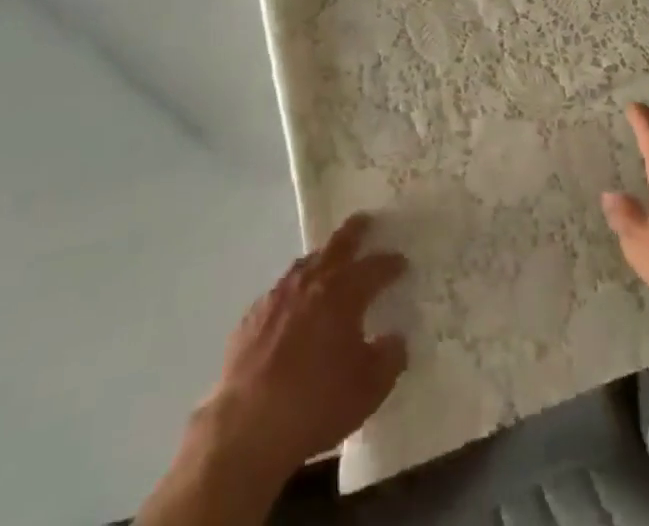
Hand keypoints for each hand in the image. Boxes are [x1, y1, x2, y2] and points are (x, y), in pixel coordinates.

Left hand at [197, 213, 407, 487]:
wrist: (246, 428)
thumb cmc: (315, 405)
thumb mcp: (367, 390)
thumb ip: (389, 359)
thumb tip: (395, 339)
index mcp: (343, 293)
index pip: (374, 268)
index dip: (390, 263)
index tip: (402, 263)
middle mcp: (311, 282)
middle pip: (337, 245)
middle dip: (355, 231)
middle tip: (366, 221)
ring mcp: (278, 295)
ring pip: (307, 263)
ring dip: (323, 258)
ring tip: (331, 262)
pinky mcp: (253, 315)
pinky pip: (282, 290)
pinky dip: (296, 289)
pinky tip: (295, 306)